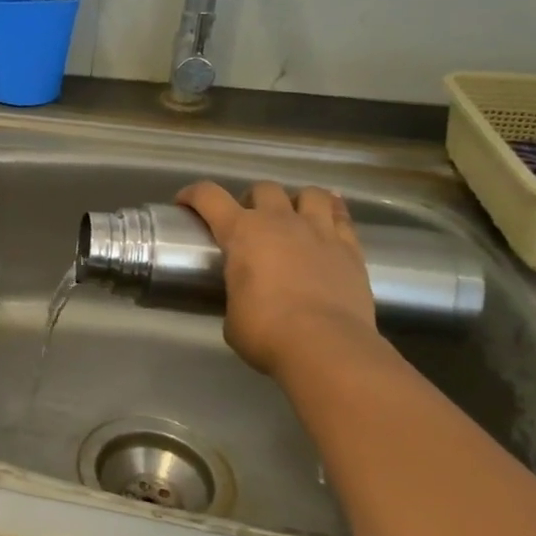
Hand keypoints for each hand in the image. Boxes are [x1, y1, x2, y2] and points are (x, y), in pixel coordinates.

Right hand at [176, 181, 378, 375]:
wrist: (326, 347)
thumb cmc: (266, 332)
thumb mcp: (232, 315)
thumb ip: (236, 294)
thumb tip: (245, 299)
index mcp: (241, 233)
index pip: (209, 196)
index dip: (192, 194)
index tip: (184, 203)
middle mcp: (280, 221)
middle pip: (263, 188)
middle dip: (251, 200)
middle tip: (248, 223)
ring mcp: (319, 231)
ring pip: (310, 193)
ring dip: (296, 201)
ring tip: (293, 219)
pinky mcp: (351, 248)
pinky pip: (342, 215)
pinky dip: (332, 213)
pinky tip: (329, 223)